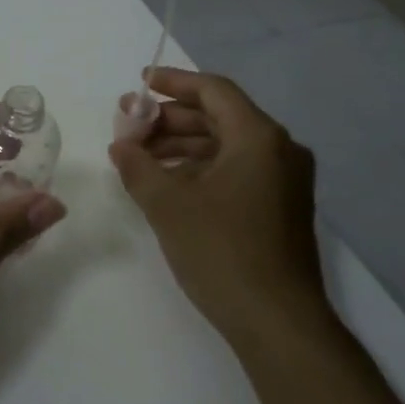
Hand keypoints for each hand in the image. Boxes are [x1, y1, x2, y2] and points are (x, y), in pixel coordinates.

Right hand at [109, 68, 332, 350]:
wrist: (277, 321)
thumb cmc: (221, 250)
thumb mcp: (167, 204)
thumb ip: (138, 165)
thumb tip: (121, 145)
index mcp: (258, 137)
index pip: (213, 91)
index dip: (173, 82)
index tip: (140, 83)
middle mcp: (279, 150)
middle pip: (219, 116)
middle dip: (170, 118)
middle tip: (129, 125)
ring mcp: (283, 181)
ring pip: (225, 145)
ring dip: (181, 144)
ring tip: (139, 155)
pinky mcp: (279, 207)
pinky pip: (235, 170)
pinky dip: (200, 167)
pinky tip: (167, 182)